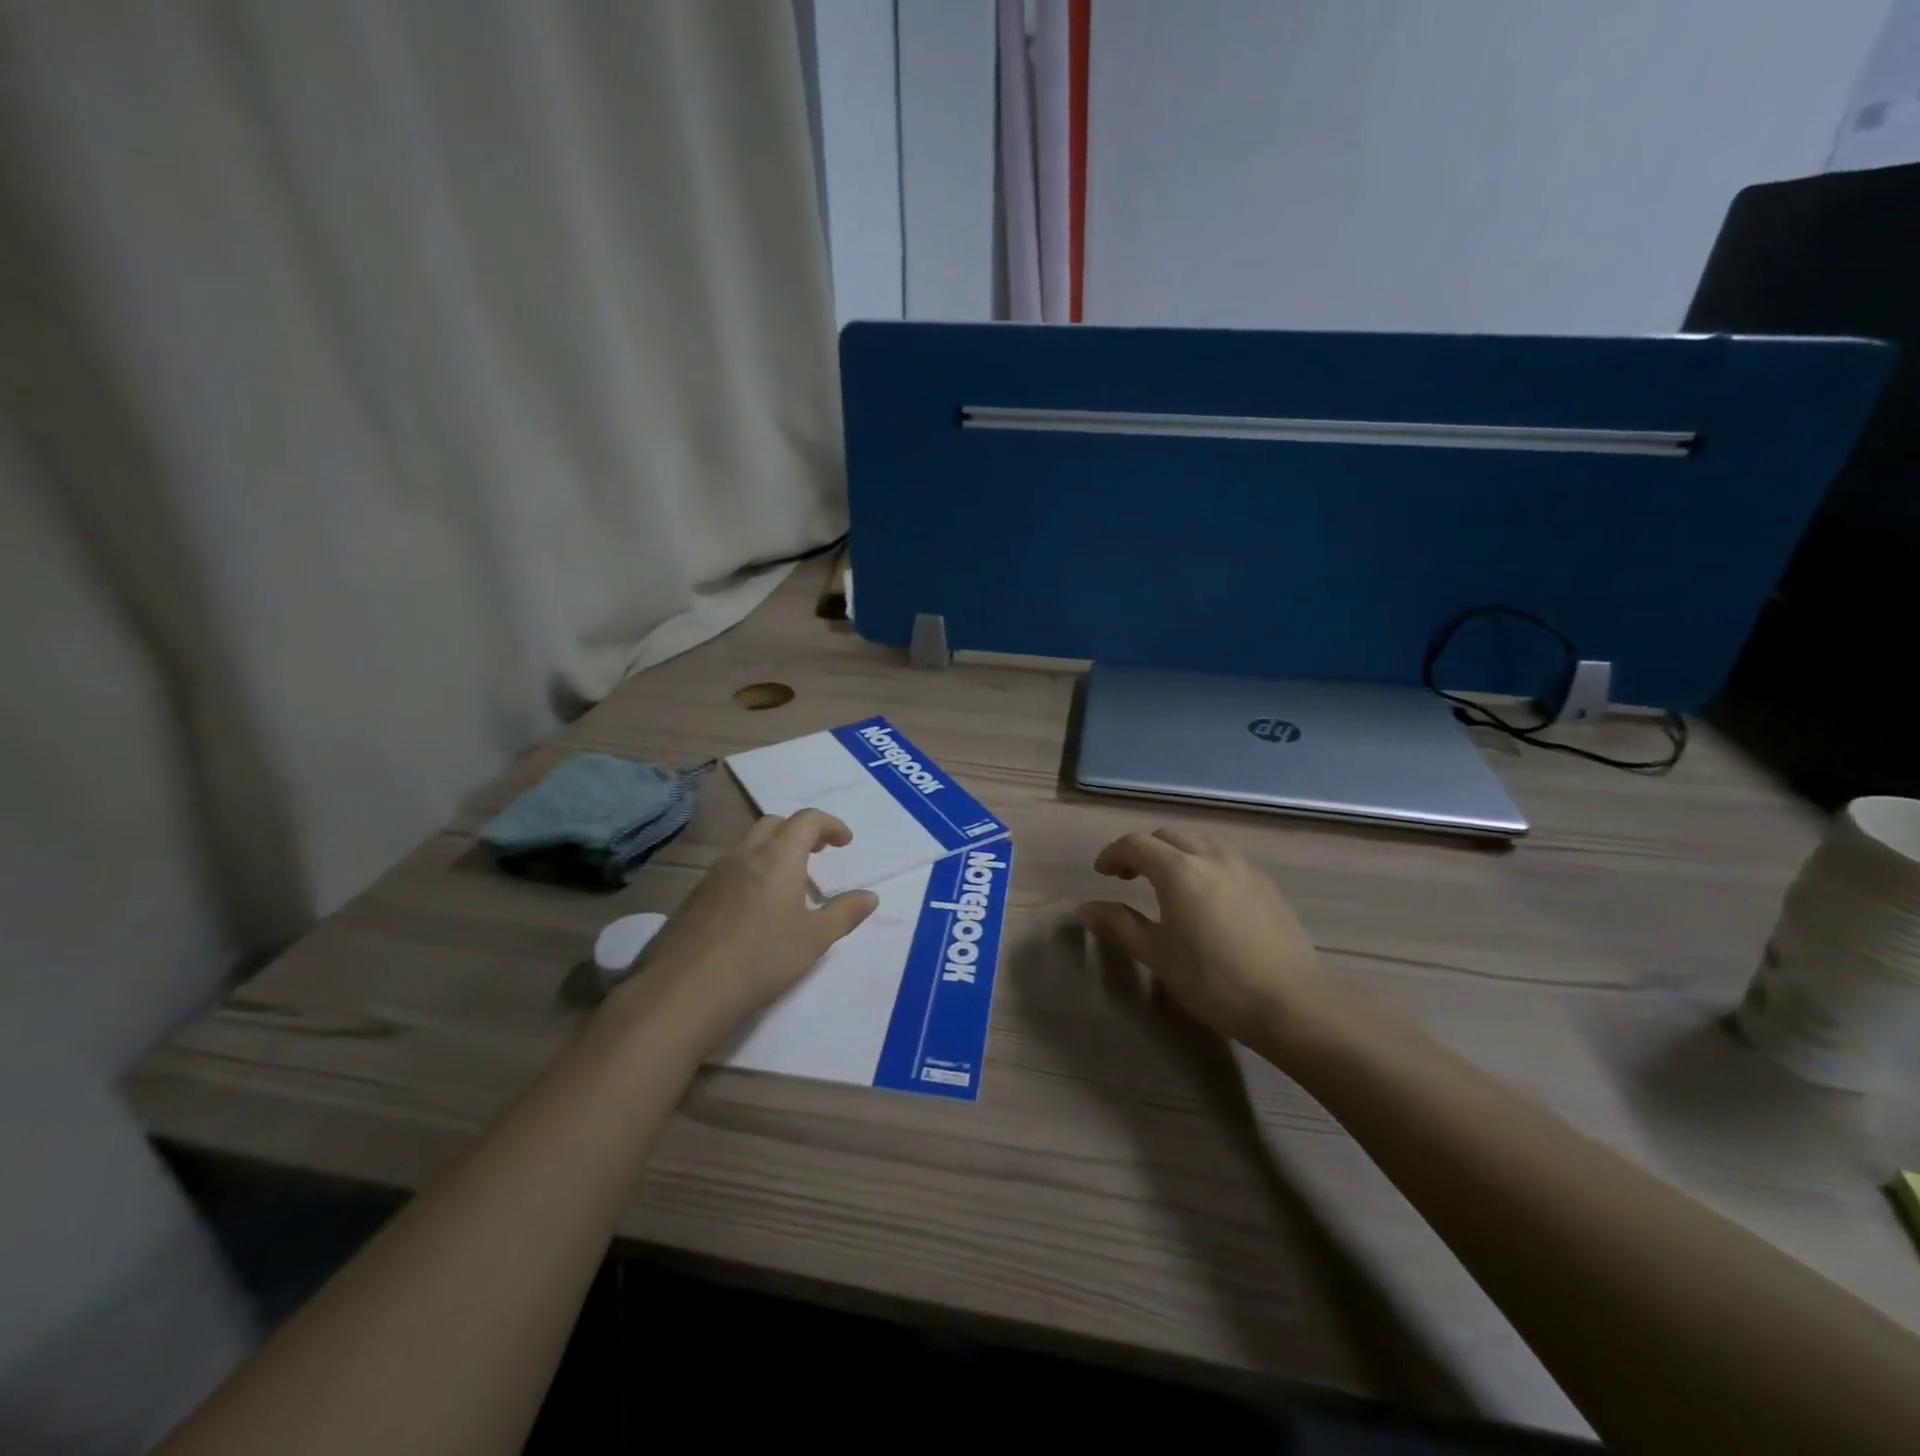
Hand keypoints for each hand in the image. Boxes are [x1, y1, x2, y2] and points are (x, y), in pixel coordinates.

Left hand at [618, 810, 877, 1039]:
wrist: (685, 990)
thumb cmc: (761, 958)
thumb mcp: (814, 939)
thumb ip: (845, 914)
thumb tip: (870, 897)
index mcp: (778, 857)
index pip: (806, 820)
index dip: (830, 824)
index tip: (844, 842)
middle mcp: (744, 855)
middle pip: (774, 824)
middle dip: (800, 832)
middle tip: (819, 853)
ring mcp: (714, 875)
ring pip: (749, 846)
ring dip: (774, 852)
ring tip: (790, 884)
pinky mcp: (695, 897)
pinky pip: (730, 870)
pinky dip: (752, 872)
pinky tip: (756, 909)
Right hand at [1076, 827, 1334, 1052]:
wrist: (1290, 1002)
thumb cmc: (1212, 979)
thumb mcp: (1157, 954)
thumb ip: (1120, 924)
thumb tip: (1085, 909)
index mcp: (1178, 869)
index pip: (1135, 844)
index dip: (1113, 854)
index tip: (1101, 874)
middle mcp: (1210, 857)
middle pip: (1168, 836)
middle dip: (1143, 850)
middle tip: (1129, 878)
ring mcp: (1243, 869)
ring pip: (1199, 845)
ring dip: (1175, 855)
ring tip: (1166, 887)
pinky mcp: (1266, 886)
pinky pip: (1224, 861)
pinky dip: (1202, 867)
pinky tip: (1205, 900)